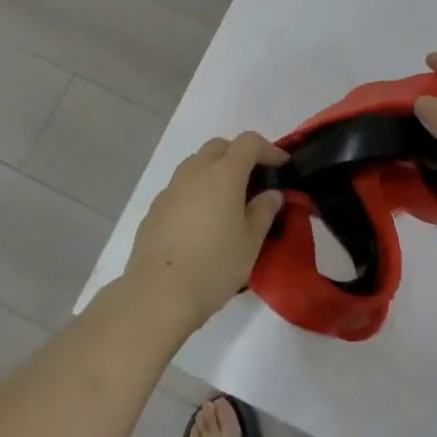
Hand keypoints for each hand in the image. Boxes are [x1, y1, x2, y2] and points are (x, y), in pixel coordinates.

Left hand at [123, 132, 286, 334]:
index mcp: (223, 173)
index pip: (249, 142)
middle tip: (254, 179)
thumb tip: (271, 194)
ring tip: (227, 199)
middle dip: (240, 154)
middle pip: (219, 146)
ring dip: (215, 170)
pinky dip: (196, 190)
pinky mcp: (155, 207)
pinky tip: (201, 220)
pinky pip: (181, 186)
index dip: (269, 149)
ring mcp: (171, 188)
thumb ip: (264, 211)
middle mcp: (195, 171)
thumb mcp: (251, 242)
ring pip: (197, 163)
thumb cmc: (214, 266)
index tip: (281, 165)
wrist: (158, 293)